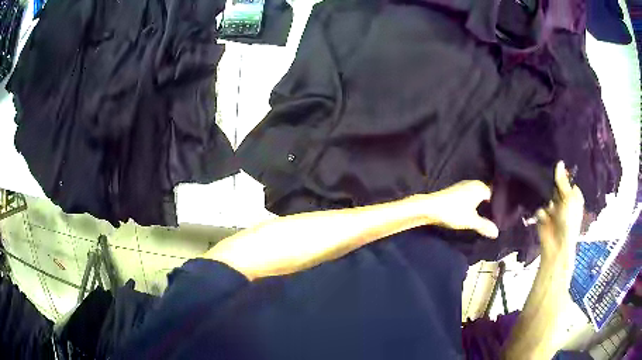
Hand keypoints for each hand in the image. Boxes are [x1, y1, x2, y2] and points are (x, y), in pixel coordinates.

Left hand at [413, 180, 498, 238]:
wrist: (429, 207)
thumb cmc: (453, 212)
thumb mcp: (471, 221)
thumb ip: (485, 226)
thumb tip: (497, 233)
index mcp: (480, 187)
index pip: (496, 194)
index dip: (499, 205)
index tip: (504, 216)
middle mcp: (474, 183)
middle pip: (487, 194)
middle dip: (491, 205)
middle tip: (498, 218)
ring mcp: (464, 186)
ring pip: (478, 195)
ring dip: (482, 205)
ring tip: (488, 217)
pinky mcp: (456, 191)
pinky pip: (471, 196)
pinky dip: (474, 204)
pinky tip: (475, 212)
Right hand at [536, 161, 584, 262]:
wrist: (557, 246)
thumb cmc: (568, 221)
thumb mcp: (568, 199)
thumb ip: (562, 182)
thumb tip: (559, 162)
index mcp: (574, 197)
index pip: (567, 180)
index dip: (562, 175)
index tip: (554, 165)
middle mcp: (564, 201)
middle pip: (556, 187)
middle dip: (551, 185)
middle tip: (546, 178)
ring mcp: (554, 210)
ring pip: (547, 196)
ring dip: (545, 198)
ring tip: (546, 201)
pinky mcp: (543, 217)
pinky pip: (540, 208)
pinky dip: (541, 212)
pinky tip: (543, 216)